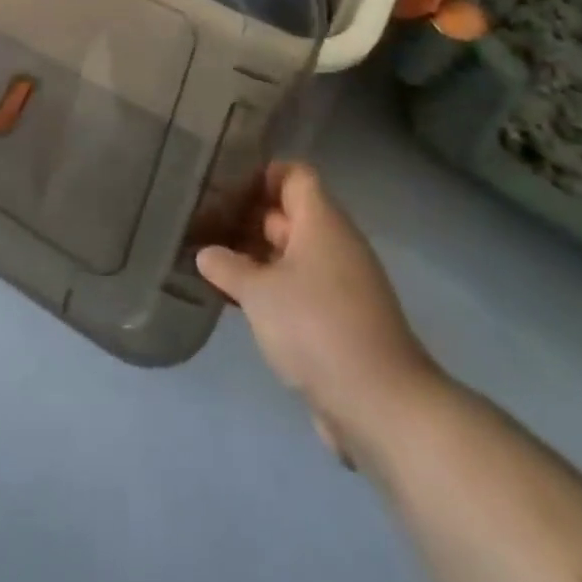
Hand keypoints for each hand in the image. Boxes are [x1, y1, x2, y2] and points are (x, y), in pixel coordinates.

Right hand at [197, 161, 445, 464]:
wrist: (381, 407)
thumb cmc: (316, 328)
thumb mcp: (258, 292)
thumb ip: (227, 266)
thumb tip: (206, 253)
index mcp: (322, 222)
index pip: (293, 175)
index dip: (258, 174)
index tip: (219, 185)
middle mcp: (334, 245)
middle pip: (288, 214)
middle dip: (246, 217)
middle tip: (200, 221)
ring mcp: (340, 285)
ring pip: (290, 254)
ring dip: (253, 257)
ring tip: (209, 260)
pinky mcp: (339, 321)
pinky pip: (298, 288)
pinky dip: (270, 288)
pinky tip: (235, 300)